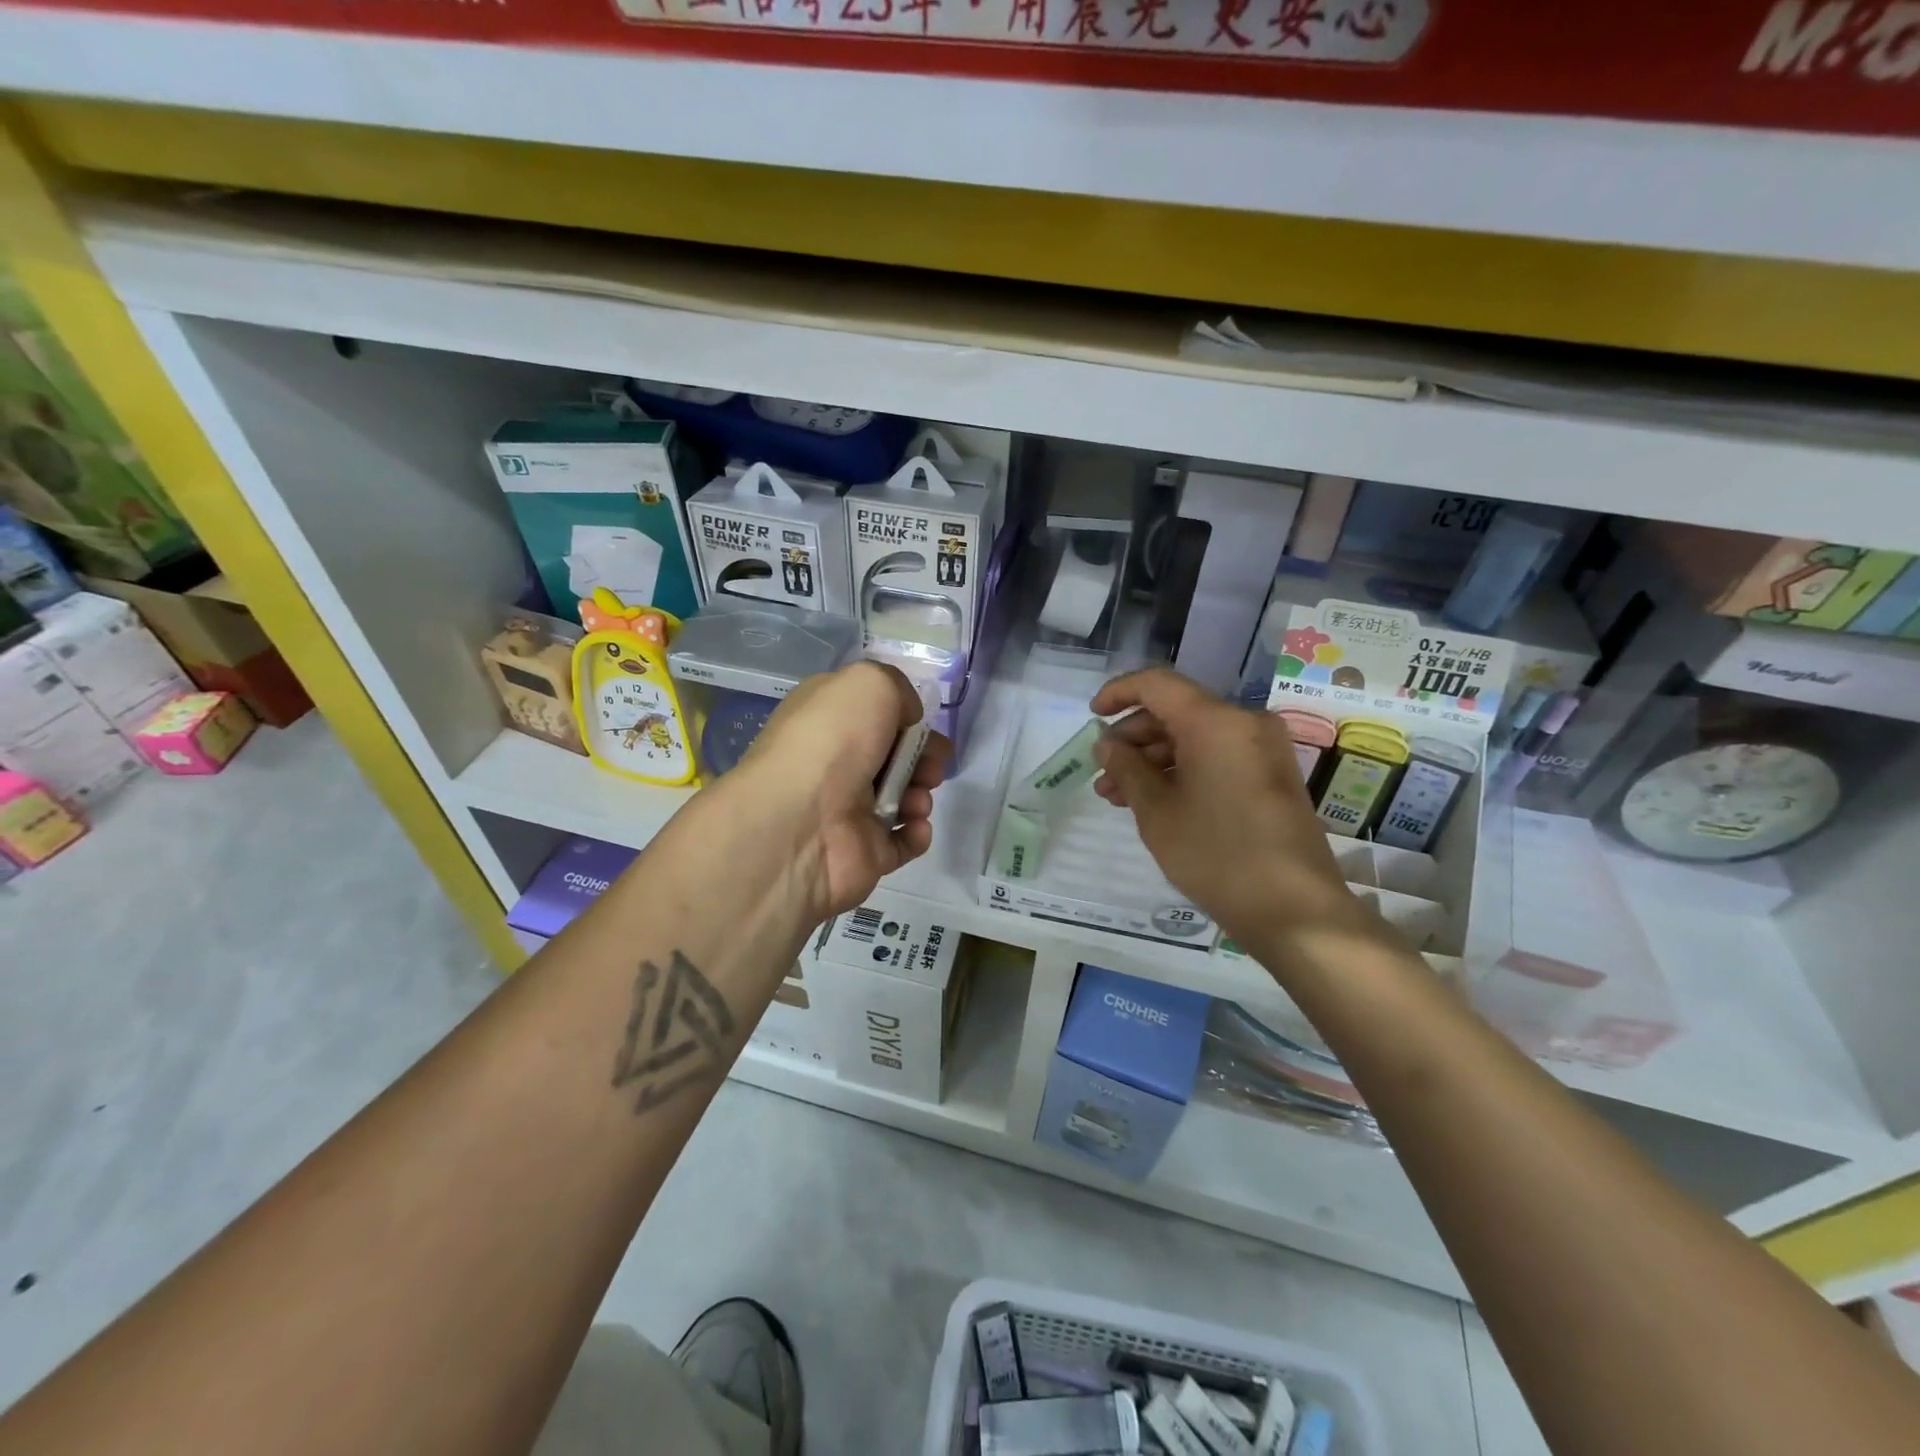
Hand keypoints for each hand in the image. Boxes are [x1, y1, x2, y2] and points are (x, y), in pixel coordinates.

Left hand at [735, 660, 950, 920]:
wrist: (800, 823)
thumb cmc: (832, 742)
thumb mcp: (869, 682)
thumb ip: (898, 689)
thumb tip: (907, 718)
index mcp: (829, 720)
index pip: (873, 713)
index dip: (905, 717)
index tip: (923, 723)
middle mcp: (836, 763)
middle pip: (895, 756)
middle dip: (924, 757)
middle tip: (932, 764)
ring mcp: (849, 811)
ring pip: (903, 798)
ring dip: (922, 794)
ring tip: (917, 800)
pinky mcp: (863, 852)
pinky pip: (902, 842)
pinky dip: (917, 833)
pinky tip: (915, 825)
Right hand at [1091, 668, 1374, 953]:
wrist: (1294, 909)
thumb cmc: (1217, 854)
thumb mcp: (1157, 812)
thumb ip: (1127, 769)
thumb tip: (1108, 745)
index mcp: (1216, 721)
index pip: (1157, 685)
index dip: (1118, 693)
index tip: (1092, 716)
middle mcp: (1244, 723)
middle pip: (1176, 711)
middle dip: (1133, 738)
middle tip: (1103, 772)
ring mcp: (1262, 750)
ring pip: (1195, 737)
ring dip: (1154, 760)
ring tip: (1117, 796)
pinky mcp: (1270, 776)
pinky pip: (1217, 757)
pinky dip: (1183, 770)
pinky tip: (1154, 800)